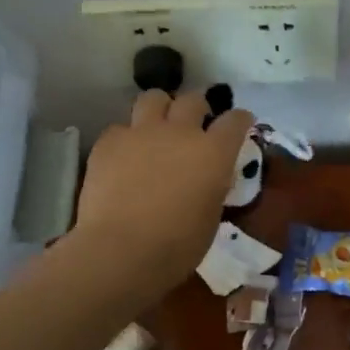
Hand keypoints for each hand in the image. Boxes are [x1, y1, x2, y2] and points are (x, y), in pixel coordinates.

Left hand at [72, 92, 253, 286]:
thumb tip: (206, 178)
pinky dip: (126, 138)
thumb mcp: (210, 216)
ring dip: (160, 108)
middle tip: (194, 124)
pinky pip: (121, 128)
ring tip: (157, 126)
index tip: (240, 123)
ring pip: (153, 98)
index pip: (235, 120)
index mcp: (214, 153)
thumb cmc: (177, 246)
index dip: (239, 120)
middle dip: (197, 108)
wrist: (121, 251)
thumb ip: (211, 186)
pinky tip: (124, 157)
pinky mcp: (109, 142)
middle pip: (193, 100)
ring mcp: (141, 132)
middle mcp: (180, 132)